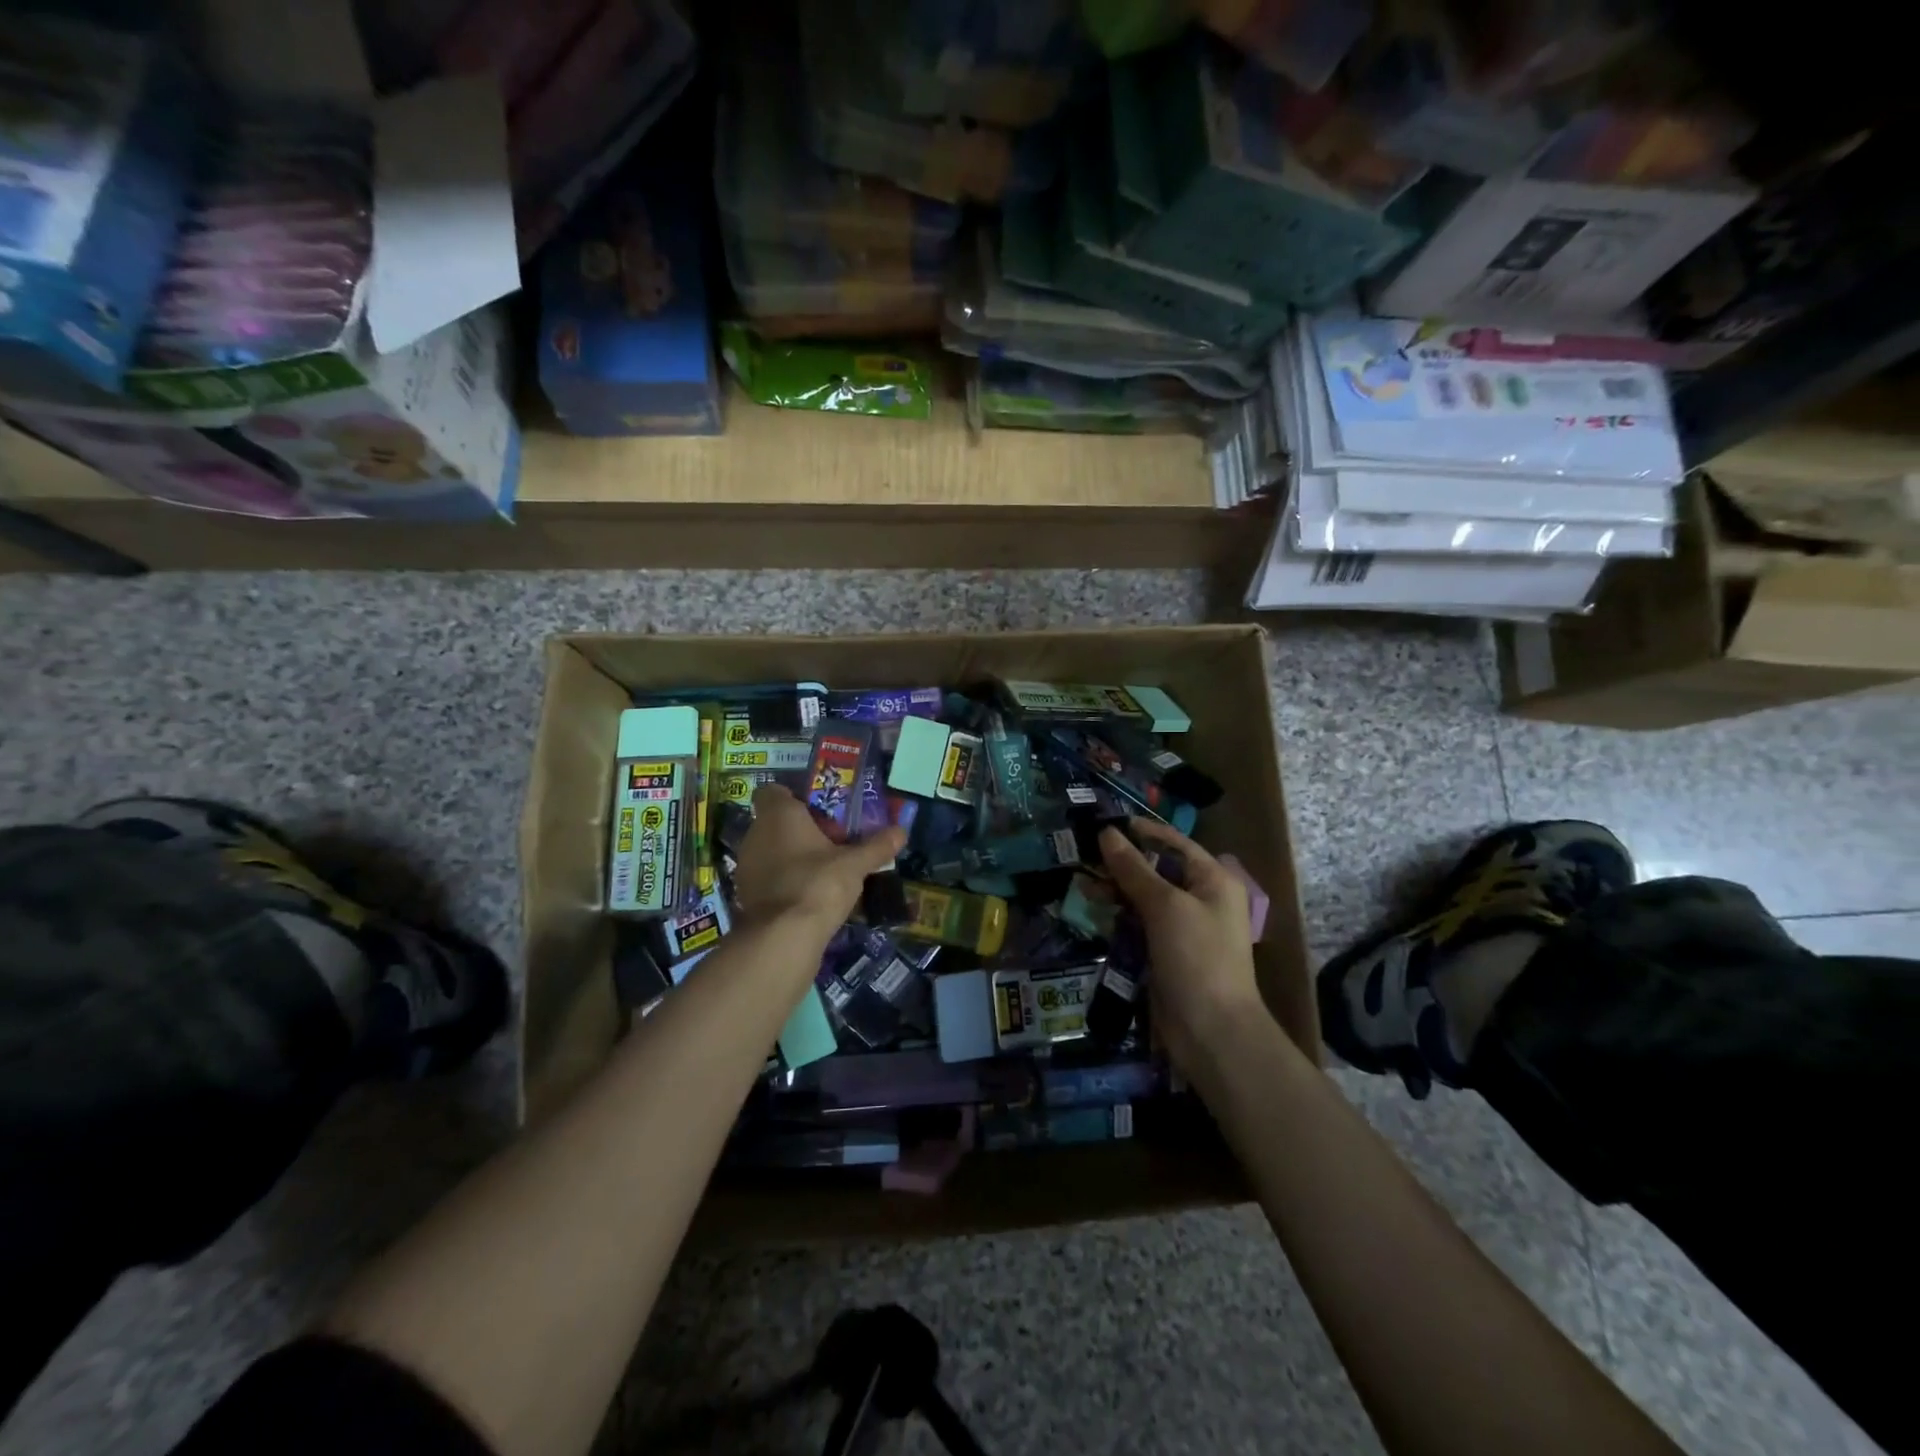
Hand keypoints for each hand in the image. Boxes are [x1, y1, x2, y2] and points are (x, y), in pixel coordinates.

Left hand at [733, 785, 905, 937]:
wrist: (783, 938)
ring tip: (823, 869)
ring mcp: (746, 866)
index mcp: (778, 815)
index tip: (818, 811)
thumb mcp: (855, 864)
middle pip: (775, 823)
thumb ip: (876, 846)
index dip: (792, 798)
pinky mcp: (746, 895)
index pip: (772, 792)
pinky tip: (808, 893)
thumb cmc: (818, 883)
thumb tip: (902, 831)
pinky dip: (784, 881)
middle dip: (799, 830)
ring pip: (770, 851)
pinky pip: (767, 878)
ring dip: (791, 856)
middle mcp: (755, 835)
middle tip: (831, 841)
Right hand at [1100, 818, 1263, 1070]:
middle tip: (1084, 853)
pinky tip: (1093, 910)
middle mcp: (1201, 899)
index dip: (1142, 831)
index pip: (1175, 844)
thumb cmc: (1197, 958)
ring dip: (1115, 890)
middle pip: (1157, 870)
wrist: (1212, 1033)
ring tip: (1081, 883)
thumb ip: (1134, 869)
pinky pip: (1139, 925)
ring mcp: (1183, 928)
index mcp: (1213, 881)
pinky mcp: (1166, 953)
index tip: (1106, 822)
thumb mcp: (1165, 907)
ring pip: (1144, 898)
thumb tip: (1107, 833)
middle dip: (1122, 862)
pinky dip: (1118, 917)